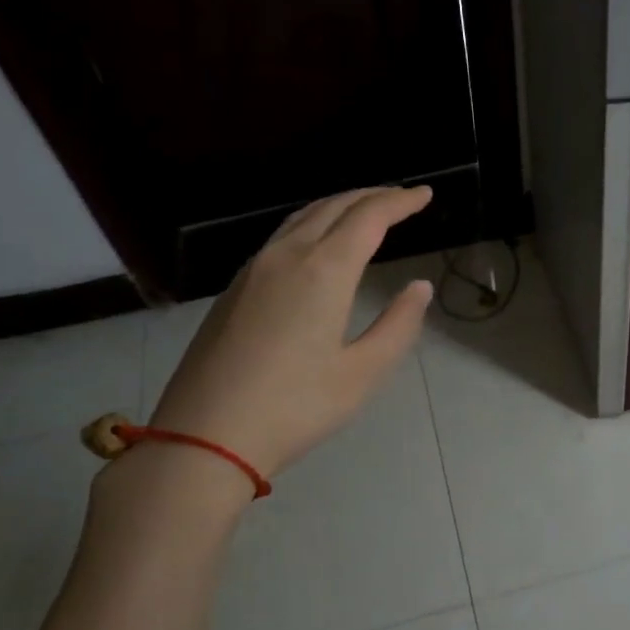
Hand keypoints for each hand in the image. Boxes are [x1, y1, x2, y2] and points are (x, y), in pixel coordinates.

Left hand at [150, 185, 434, 478]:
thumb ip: (398, 325)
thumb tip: (419, 287)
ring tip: (365, 211)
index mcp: (324, 271)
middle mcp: (287, 256)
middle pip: (333, 206)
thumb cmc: (295, 407)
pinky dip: (313, 224)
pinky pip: (281, 236)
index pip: (369, 217)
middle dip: (372, 195)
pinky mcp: (234, 289)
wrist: (205, 435)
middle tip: (402, 198)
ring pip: (302, 217)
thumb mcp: (363, 373)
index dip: (401, 201)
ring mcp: (254, 269)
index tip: (425, 194)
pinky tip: (319, 242)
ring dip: (339, 206)